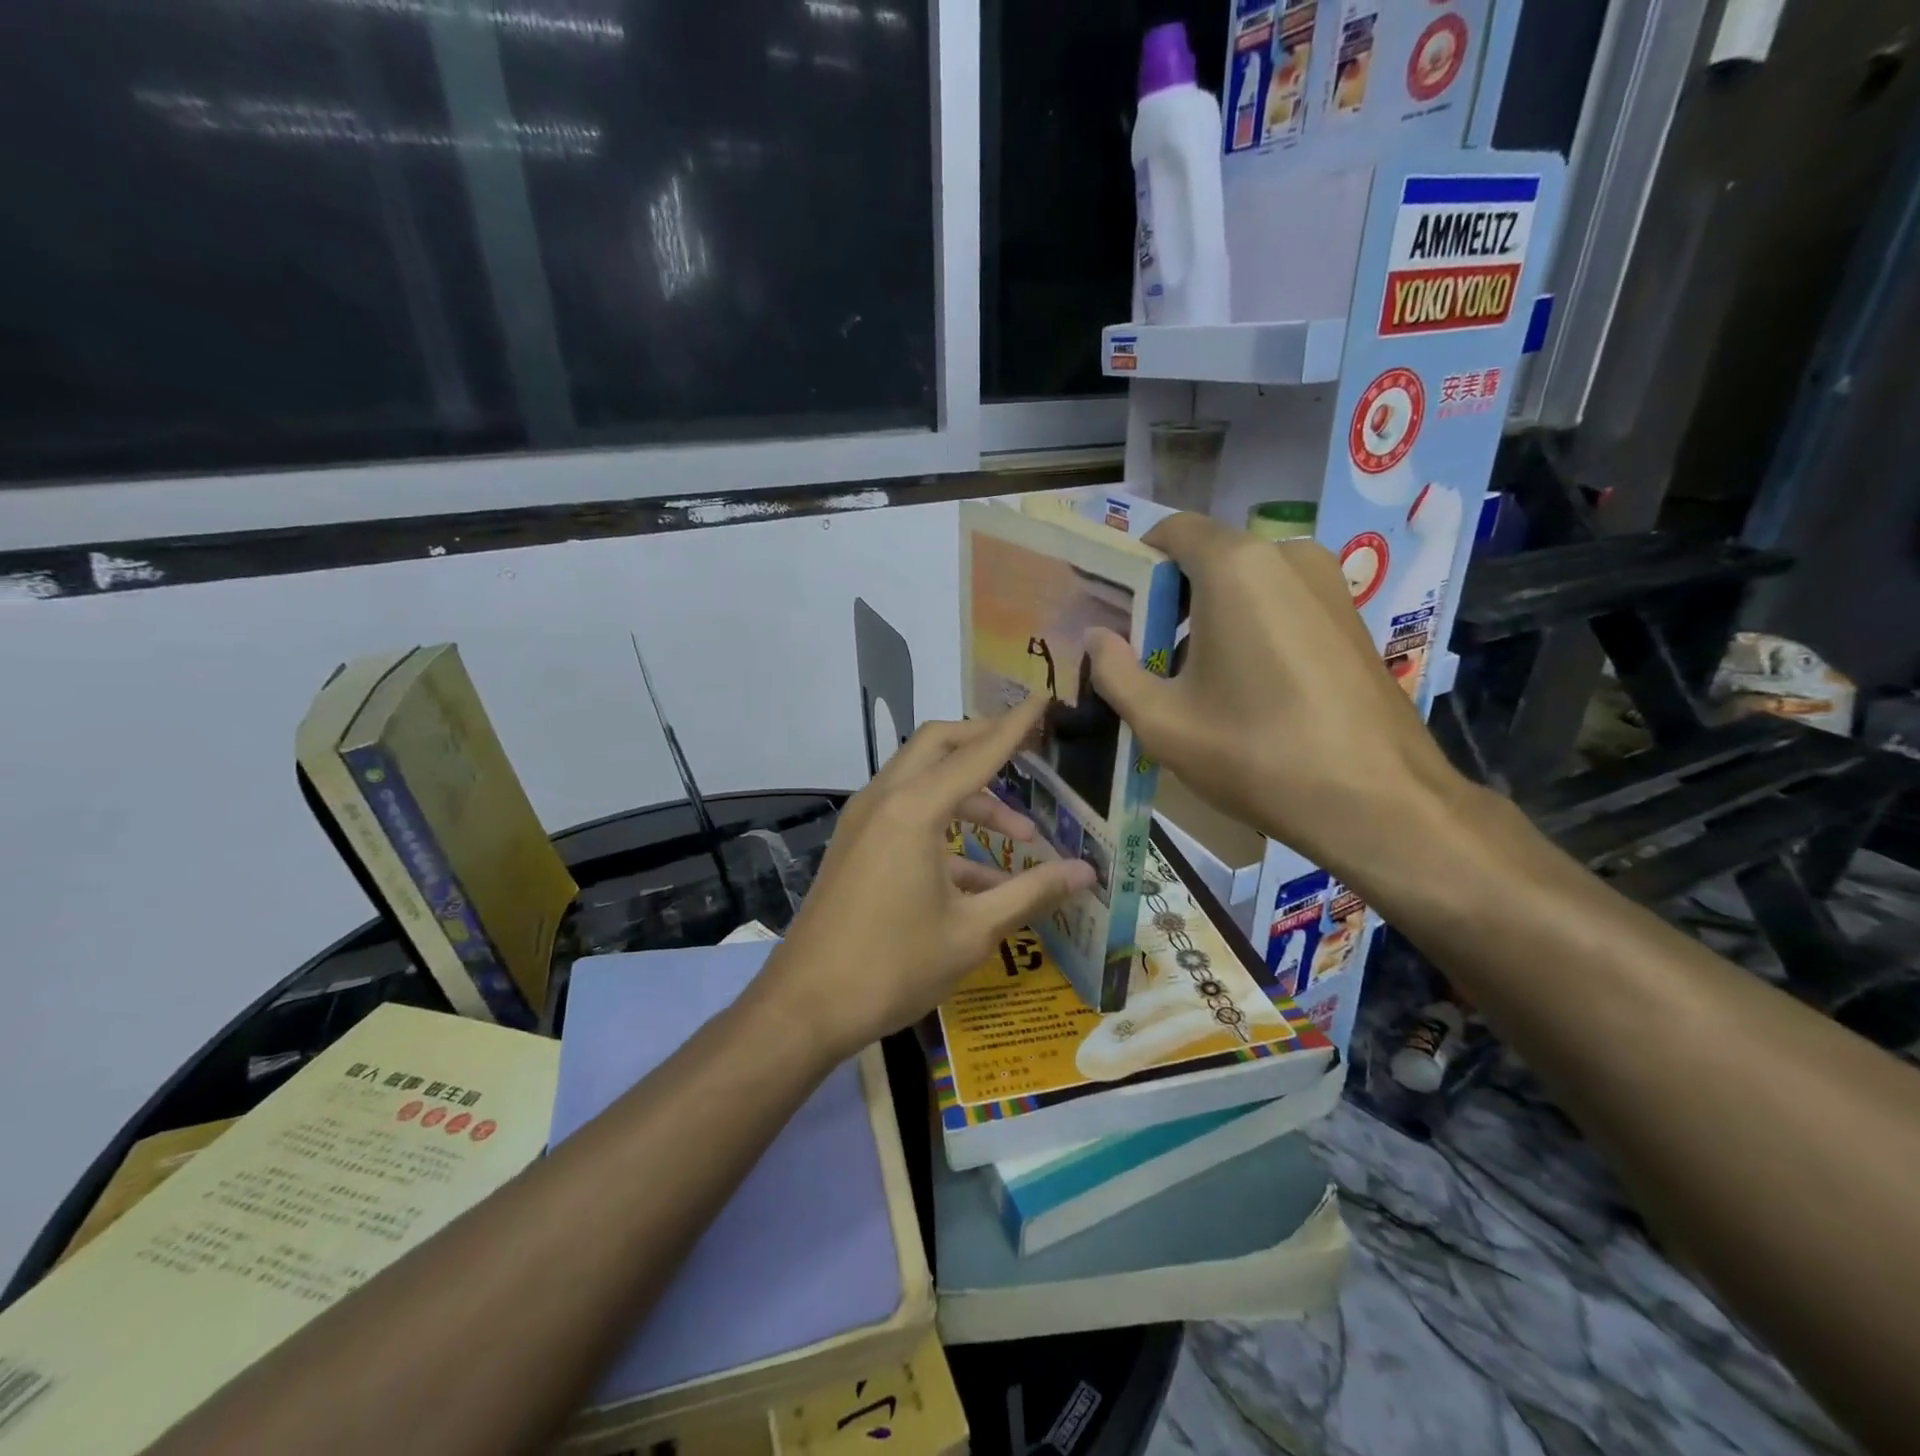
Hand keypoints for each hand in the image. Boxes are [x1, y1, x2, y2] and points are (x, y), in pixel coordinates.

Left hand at [757, 696, 1095, 1058]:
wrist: (804, 1007)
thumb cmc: (893, 967)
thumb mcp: (972, 932)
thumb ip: (1031, 893)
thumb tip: (1085, 873)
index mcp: (914, 811)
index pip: (976, 753)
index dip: (1014, 726)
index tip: (1043, 698)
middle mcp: (885, 800)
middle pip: (938, 745)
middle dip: (984, 743)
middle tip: (1029, 754)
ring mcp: (863, 820)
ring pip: (922, 780)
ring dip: (970, 795)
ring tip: (1020, 836)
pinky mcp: (855, 844)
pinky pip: (905, 815)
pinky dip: (943, 827)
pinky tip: (979, 874)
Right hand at [1086, 512, 1471, 888]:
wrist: (1379, 803)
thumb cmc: (1257, 754)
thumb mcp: (1162, 722)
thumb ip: (1114, 671)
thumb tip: (1097, 638)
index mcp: (1236, 567)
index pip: (1171, 530)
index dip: (1135, 564)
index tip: (1118, 611)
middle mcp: (1287, 556)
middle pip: (1209, 557)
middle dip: (1171, 597)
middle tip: (1147, 654)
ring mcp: (1330, 584)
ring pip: (1247, 582)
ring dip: (1210, 615)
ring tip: (1194, 678)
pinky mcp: (1352, 616)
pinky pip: (1282, 602)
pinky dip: (1251, 627)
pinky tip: (1246, 686)